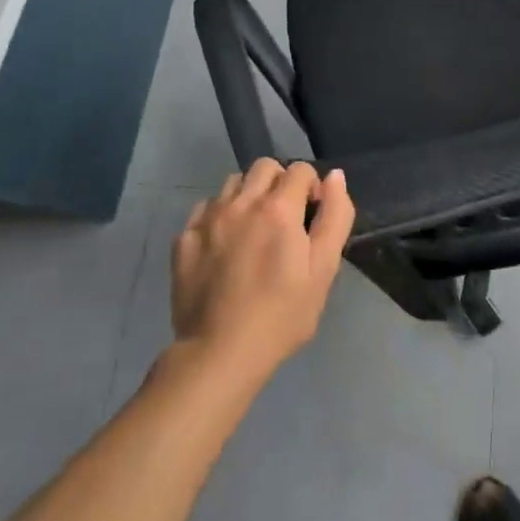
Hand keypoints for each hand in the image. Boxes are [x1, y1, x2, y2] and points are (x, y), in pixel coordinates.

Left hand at [171, 160, 355, 378]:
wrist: (219, 353)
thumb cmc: (281, 314)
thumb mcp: (323, 269)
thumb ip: (335, 216)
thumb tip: (334, 176)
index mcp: (279, 208)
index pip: (300, 170)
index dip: (312, 187)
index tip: (311, 216)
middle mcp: (242, 202)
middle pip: (264, 166)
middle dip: (279, 182)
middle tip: (284, 219)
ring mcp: (208, 219)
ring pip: (233, 183)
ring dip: (248, 195)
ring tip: (253, 230)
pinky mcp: (184, 238)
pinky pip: (206, 208)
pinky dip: (219, 215)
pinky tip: (224, 245)